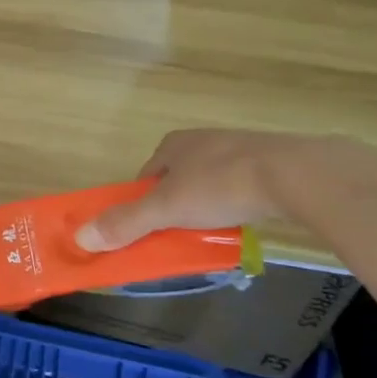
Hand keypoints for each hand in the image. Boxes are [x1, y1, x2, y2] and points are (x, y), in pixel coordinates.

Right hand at [75, 130, 303, 251]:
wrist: (296, 175)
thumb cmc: (221, 185)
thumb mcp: (166, 209)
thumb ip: (125, 223)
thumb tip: (80, 237)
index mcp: (173, 145)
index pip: (146, 176)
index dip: (142, 203)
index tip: (147, 229)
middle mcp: (202, 140)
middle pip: (177, 180)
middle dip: (175, 206)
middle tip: (179, 234)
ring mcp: (239, 149)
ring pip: (210, 183)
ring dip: (206, 206)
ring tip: (212, 231)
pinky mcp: (270, 162)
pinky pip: (241, 186)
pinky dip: (236, 203)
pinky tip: (243, 220)